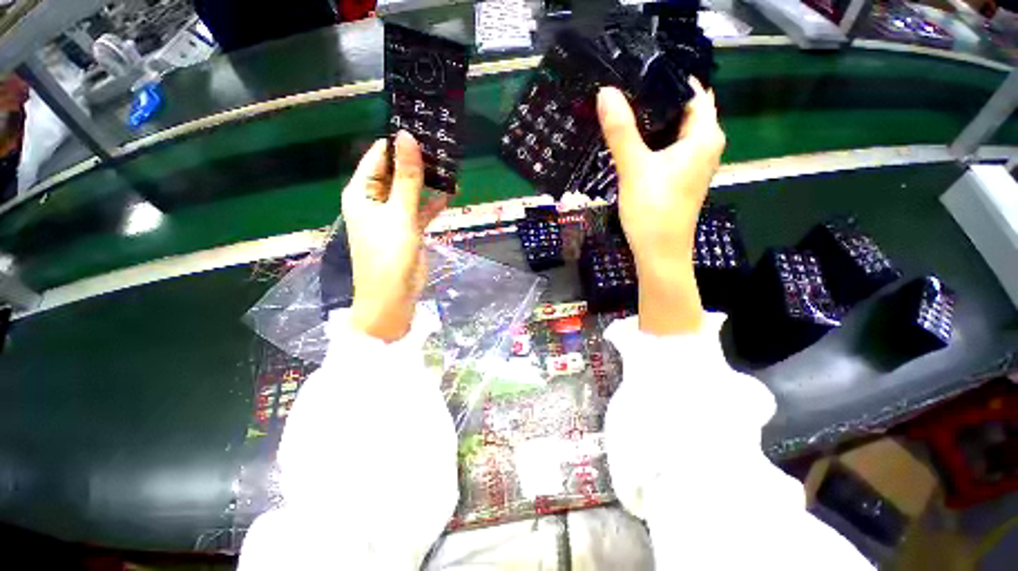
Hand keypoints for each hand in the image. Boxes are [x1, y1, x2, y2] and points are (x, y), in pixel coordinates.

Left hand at [343, 131, 447, 341]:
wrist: (393, 296)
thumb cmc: (390, 253)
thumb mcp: (400, 212)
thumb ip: (407, 178)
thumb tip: (407, 137)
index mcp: (362, 191)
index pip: (379, 156)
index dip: (399, 143)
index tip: (424, 128)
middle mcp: (375, 200)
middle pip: (397, 173)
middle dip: (417, 161)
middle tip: (443, 145)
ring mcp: (393, 215)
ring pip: (411, 191)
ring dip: (428, 181)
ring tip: (450, 165)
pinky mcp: (408, 229)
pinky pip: (420, 209)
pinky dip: (433, 202)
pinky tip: (451, 193)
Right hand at [597, 78, 725, 334]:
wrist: (660, 254)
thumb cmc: (653, 210)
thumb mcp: (635, 168)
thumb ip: (621, 130)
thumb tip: (606, 91)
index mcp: (704, 136)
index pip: (692, 92)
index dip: (667, 81)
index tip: (637, 75)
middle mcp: (705, 146)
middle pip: (684, 111)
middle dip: (657, 101)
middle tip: (624, 92)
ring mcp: (694, 164)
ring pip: (675, 132)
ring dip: (653, 122)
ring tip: (624, 112)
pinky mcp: (681, 178)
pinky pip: (670, 149)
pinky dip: (654, 142)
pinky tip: (633, 142)